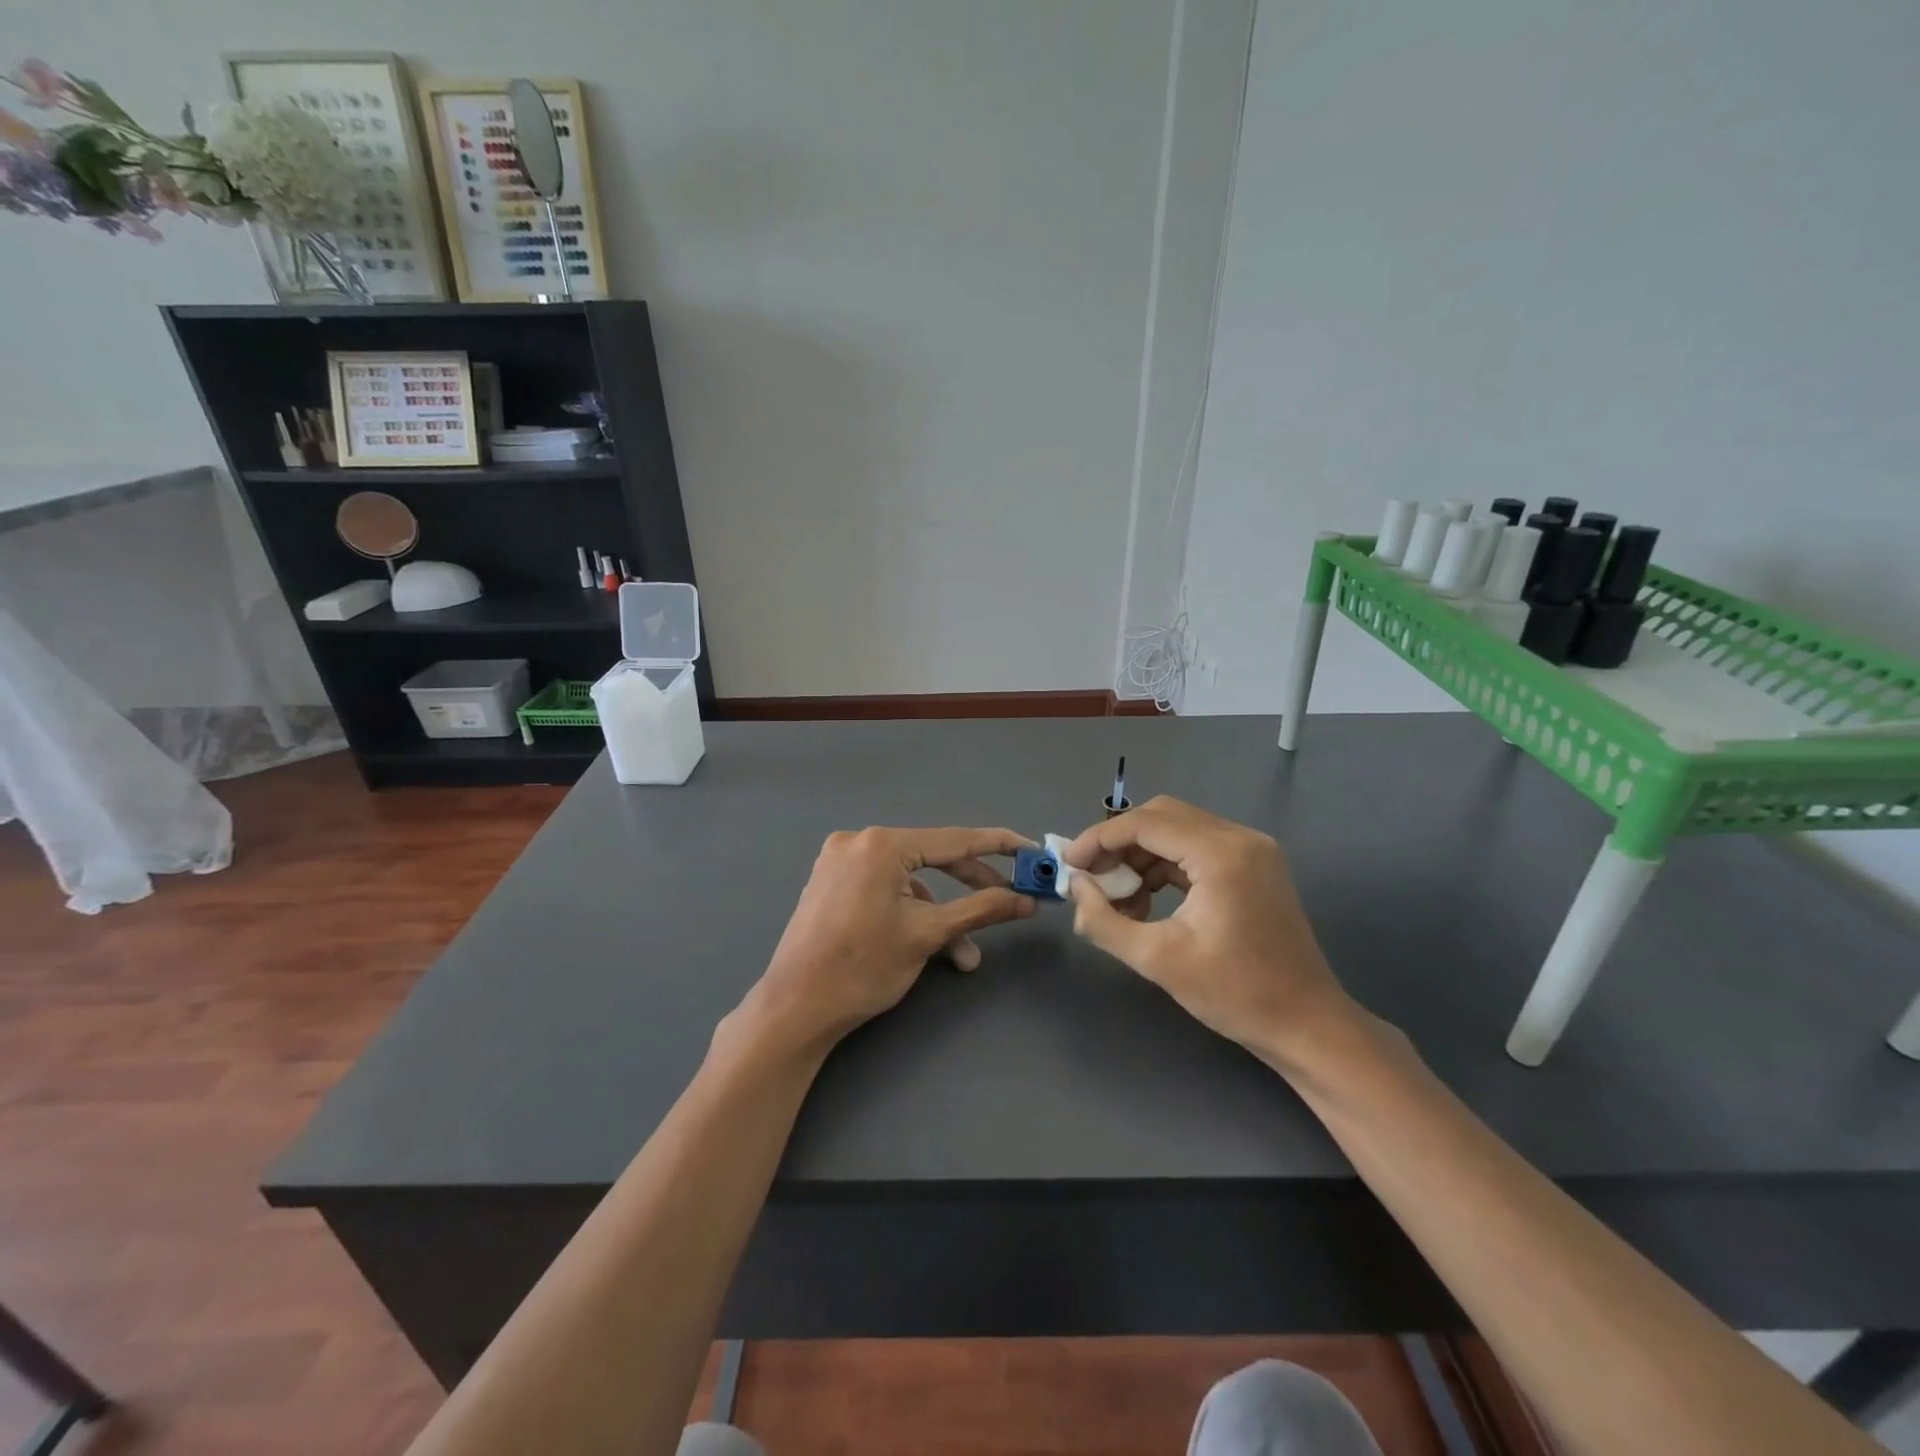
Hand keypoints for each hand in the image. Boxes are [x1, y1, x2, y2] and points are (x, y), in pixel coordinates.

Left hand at [745, 827, 1036, 1051]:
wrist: (795, 1008)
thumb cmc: (864, 967)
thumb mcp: (928, 935)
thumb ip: (981, 909)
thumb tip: (1026, 900)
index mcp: (882, 844)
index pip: (955, 839)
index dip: (999, 847)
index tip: (1031, 852)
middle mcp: (859, 841)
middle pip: (931, 857)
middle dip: (971, 887)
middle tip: (1010, 904)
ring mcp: (840, 861)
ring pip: (908, 880)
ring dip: (939, 913)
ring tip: (961, 955)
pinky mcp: (831, 883)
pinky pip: (884, 887)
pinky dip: (909, 912)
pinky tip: (922, 945)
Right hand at [1061, 797, 1358, 1071]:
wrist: (1307, 1025)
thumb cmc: (1234, 994)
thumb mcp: (1157, 960)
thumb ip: (1103, 920)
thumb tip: (1075, 888)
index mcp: (1221, 854)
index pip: (1145, 823)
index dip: (1099, 839)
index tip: (1068, 864)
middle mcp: (1239, 838)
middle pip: (1161, 816)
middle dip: (1118, 842)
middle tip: (1090, 877)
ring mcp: (1251, 850)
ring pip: (1178, 830)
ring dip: (1140, 854)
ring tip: (1117, 897)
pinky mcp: (1253, 866)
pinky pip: (1196, 848)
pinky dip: (1164, 865)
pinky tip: (1146, 899)